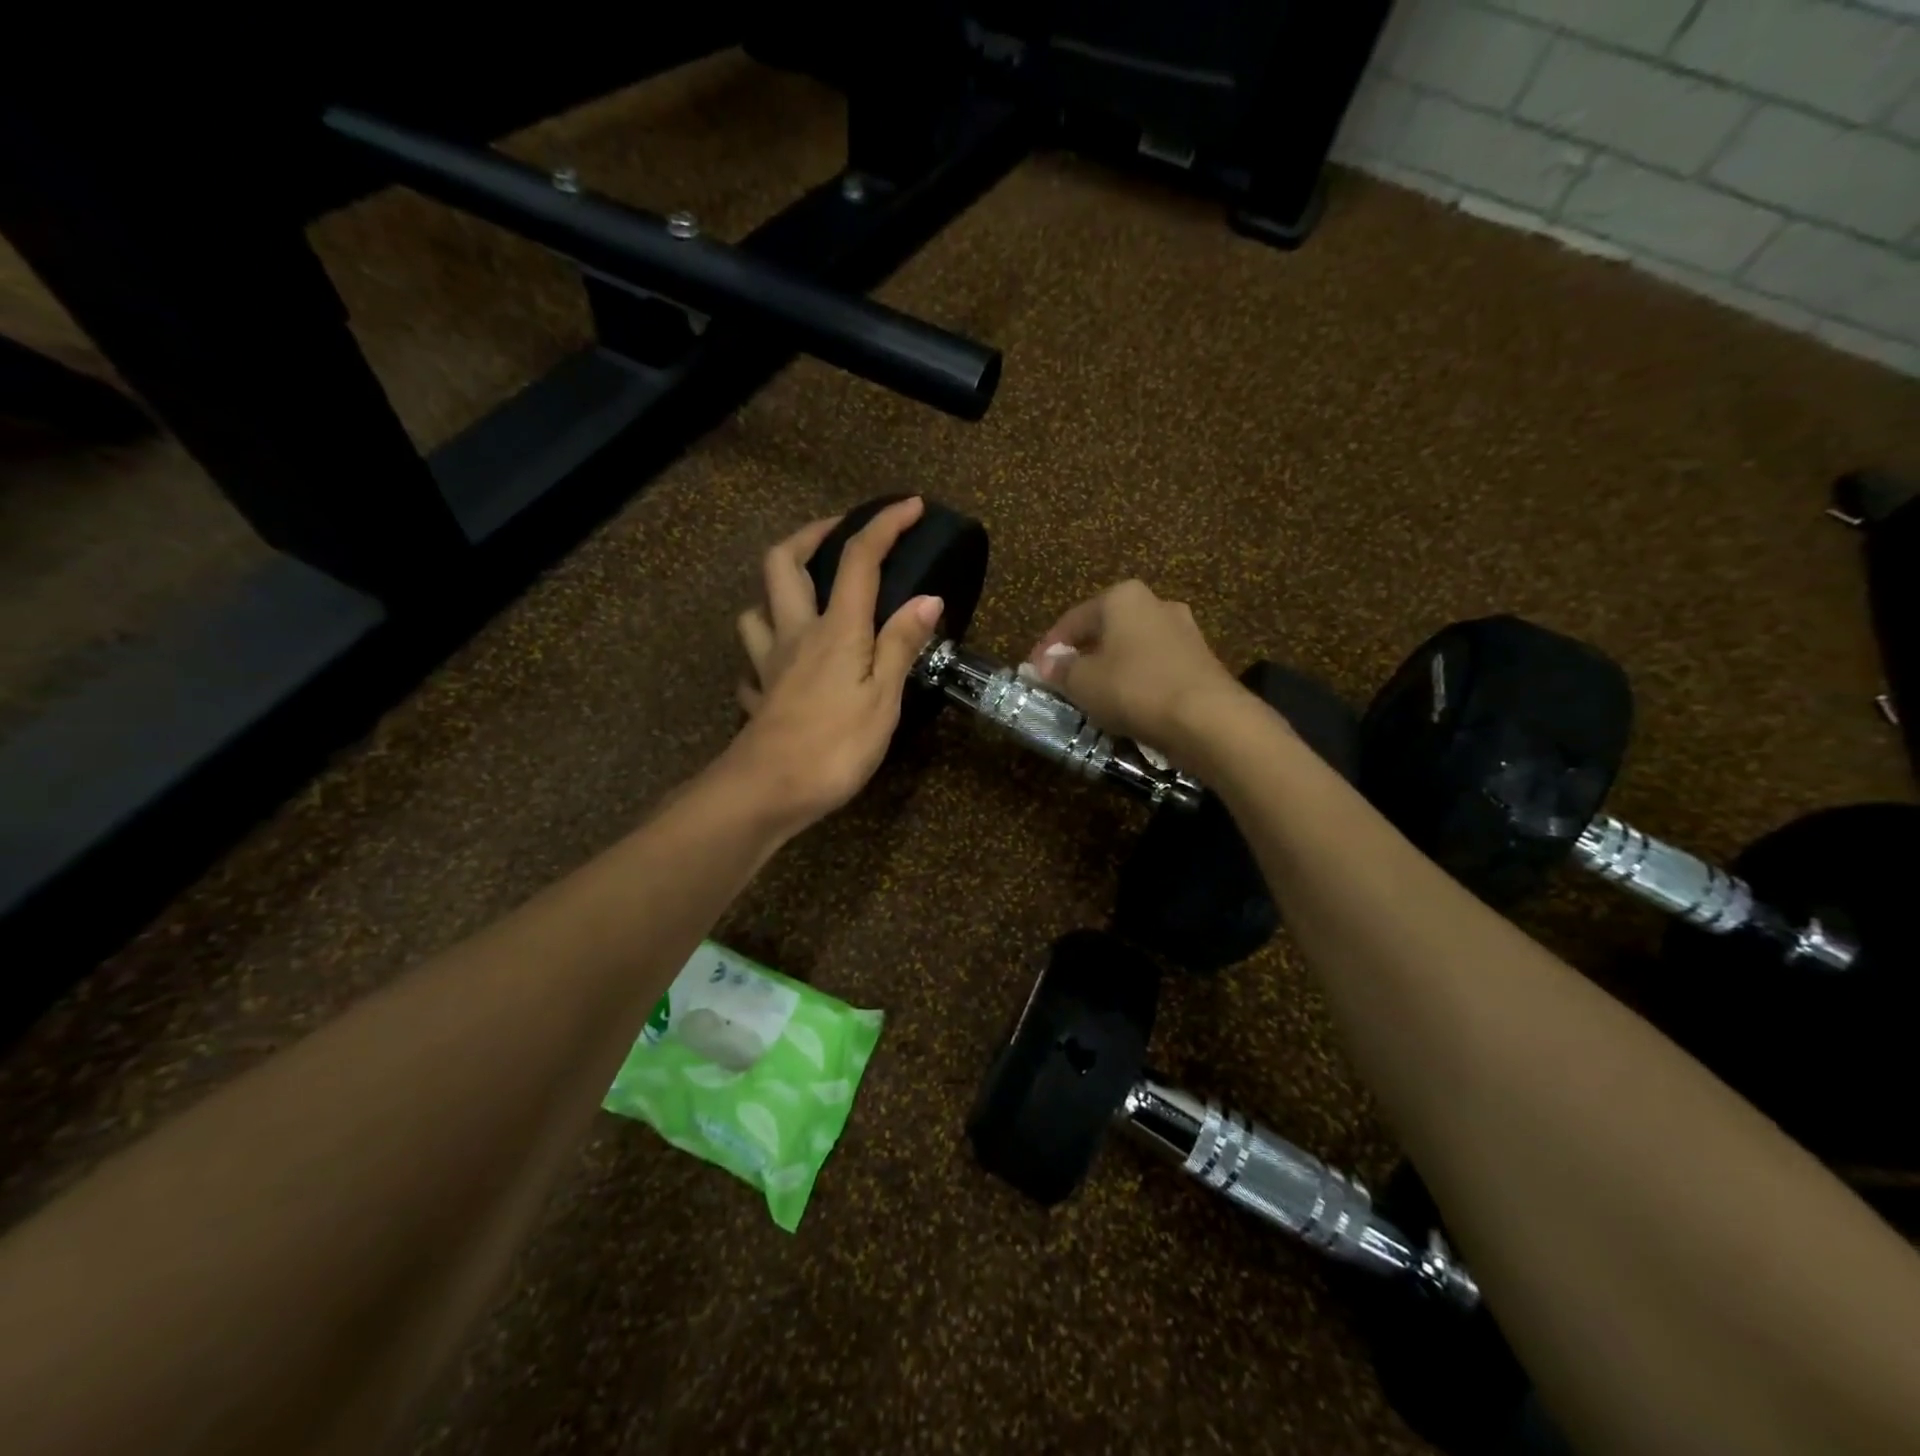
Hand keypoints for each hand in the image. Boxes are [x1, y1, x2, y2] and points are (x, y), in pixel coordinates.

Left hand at [728, 498, 942, 829]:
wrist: (766, 793)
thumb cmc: (835, 746)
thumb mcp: (884, 698)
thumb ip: (902, 645)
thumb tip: (927, 597)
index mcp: (836, 629)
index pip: (859, 560)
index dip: (883, 526)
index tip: (909, 506)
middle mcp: (795, 634)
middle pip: (783, 563)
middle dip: (809, 536)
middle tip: (836, 534)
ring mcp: (768, 665)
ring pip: (756, 609)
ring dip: (775, 592)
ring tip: (804, 597)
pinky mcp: (757, 696)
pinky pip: (752, 664)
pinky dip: (765, 655)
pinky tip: (779, 668)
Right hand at [1025, 580, 1241, 755]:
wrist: (1208, 718)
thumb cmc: (1134, 688)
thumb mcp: (1083, 682)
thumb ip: (1060, 669)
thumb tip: (1045, 664)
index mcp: (1123, 597)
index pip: (1073, 619)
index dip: (1048, 647)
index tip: (1033, 671)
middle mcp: (1156, 603)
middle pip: (1105, 630)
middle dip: (1082, 655)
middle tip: (1062, 682)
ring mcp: (1184, 631)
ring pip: (1131, 649)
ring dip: (1110, 669)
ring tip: (1092, 696)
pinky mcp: (1201, 661)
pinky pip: (1155, 668)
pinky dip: (1136, 681)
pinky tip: (1126, 704)